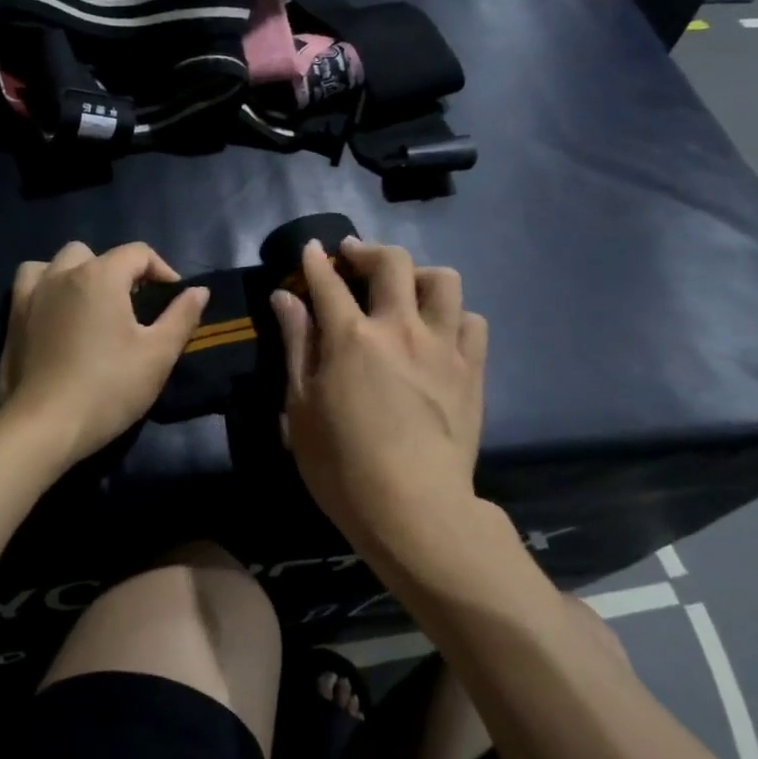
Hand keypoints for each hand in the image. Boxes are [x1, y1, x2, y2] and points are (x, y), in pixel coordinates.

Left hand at [0, 241, 208, 463]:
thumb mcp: (158, 355)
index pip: (138, 253)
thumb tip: (198, 290)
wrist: (46, 426)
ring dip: (78, 274)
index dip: (162, 271)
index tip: (173, 300)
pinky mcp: (12, 317)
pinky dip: (46, 286)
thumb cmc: (109, 388)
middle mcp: (63, 274)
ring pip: (58, 262)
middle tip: (133, 307)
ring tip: (91, 304)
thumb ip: (181, 316)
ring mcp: (32, 294)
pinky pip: (29, 282)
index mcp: (101, 276)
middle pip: (96, 254)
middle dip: (119, 272)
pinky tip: (56, 312)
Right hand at [272, 240, 487, 553]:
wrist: (414, 509)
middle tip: (353, 257)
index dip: (316, 262)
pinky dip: (454, 315)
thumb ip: (296, 345)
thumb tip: (285, 297)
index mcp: (351, 337)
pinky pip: (472, 321)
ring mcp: (443, 347)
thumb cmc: (341, 465)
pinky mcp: (472, 370)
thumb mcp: (301, 408)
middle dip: (368, 251)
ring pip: (443, 281)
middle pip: (392, 264)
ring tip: (404, 288)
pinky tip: (439, 330)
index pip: (329, 282)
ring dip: (419, 274)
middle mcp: (401, 329)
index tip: (312, 249)